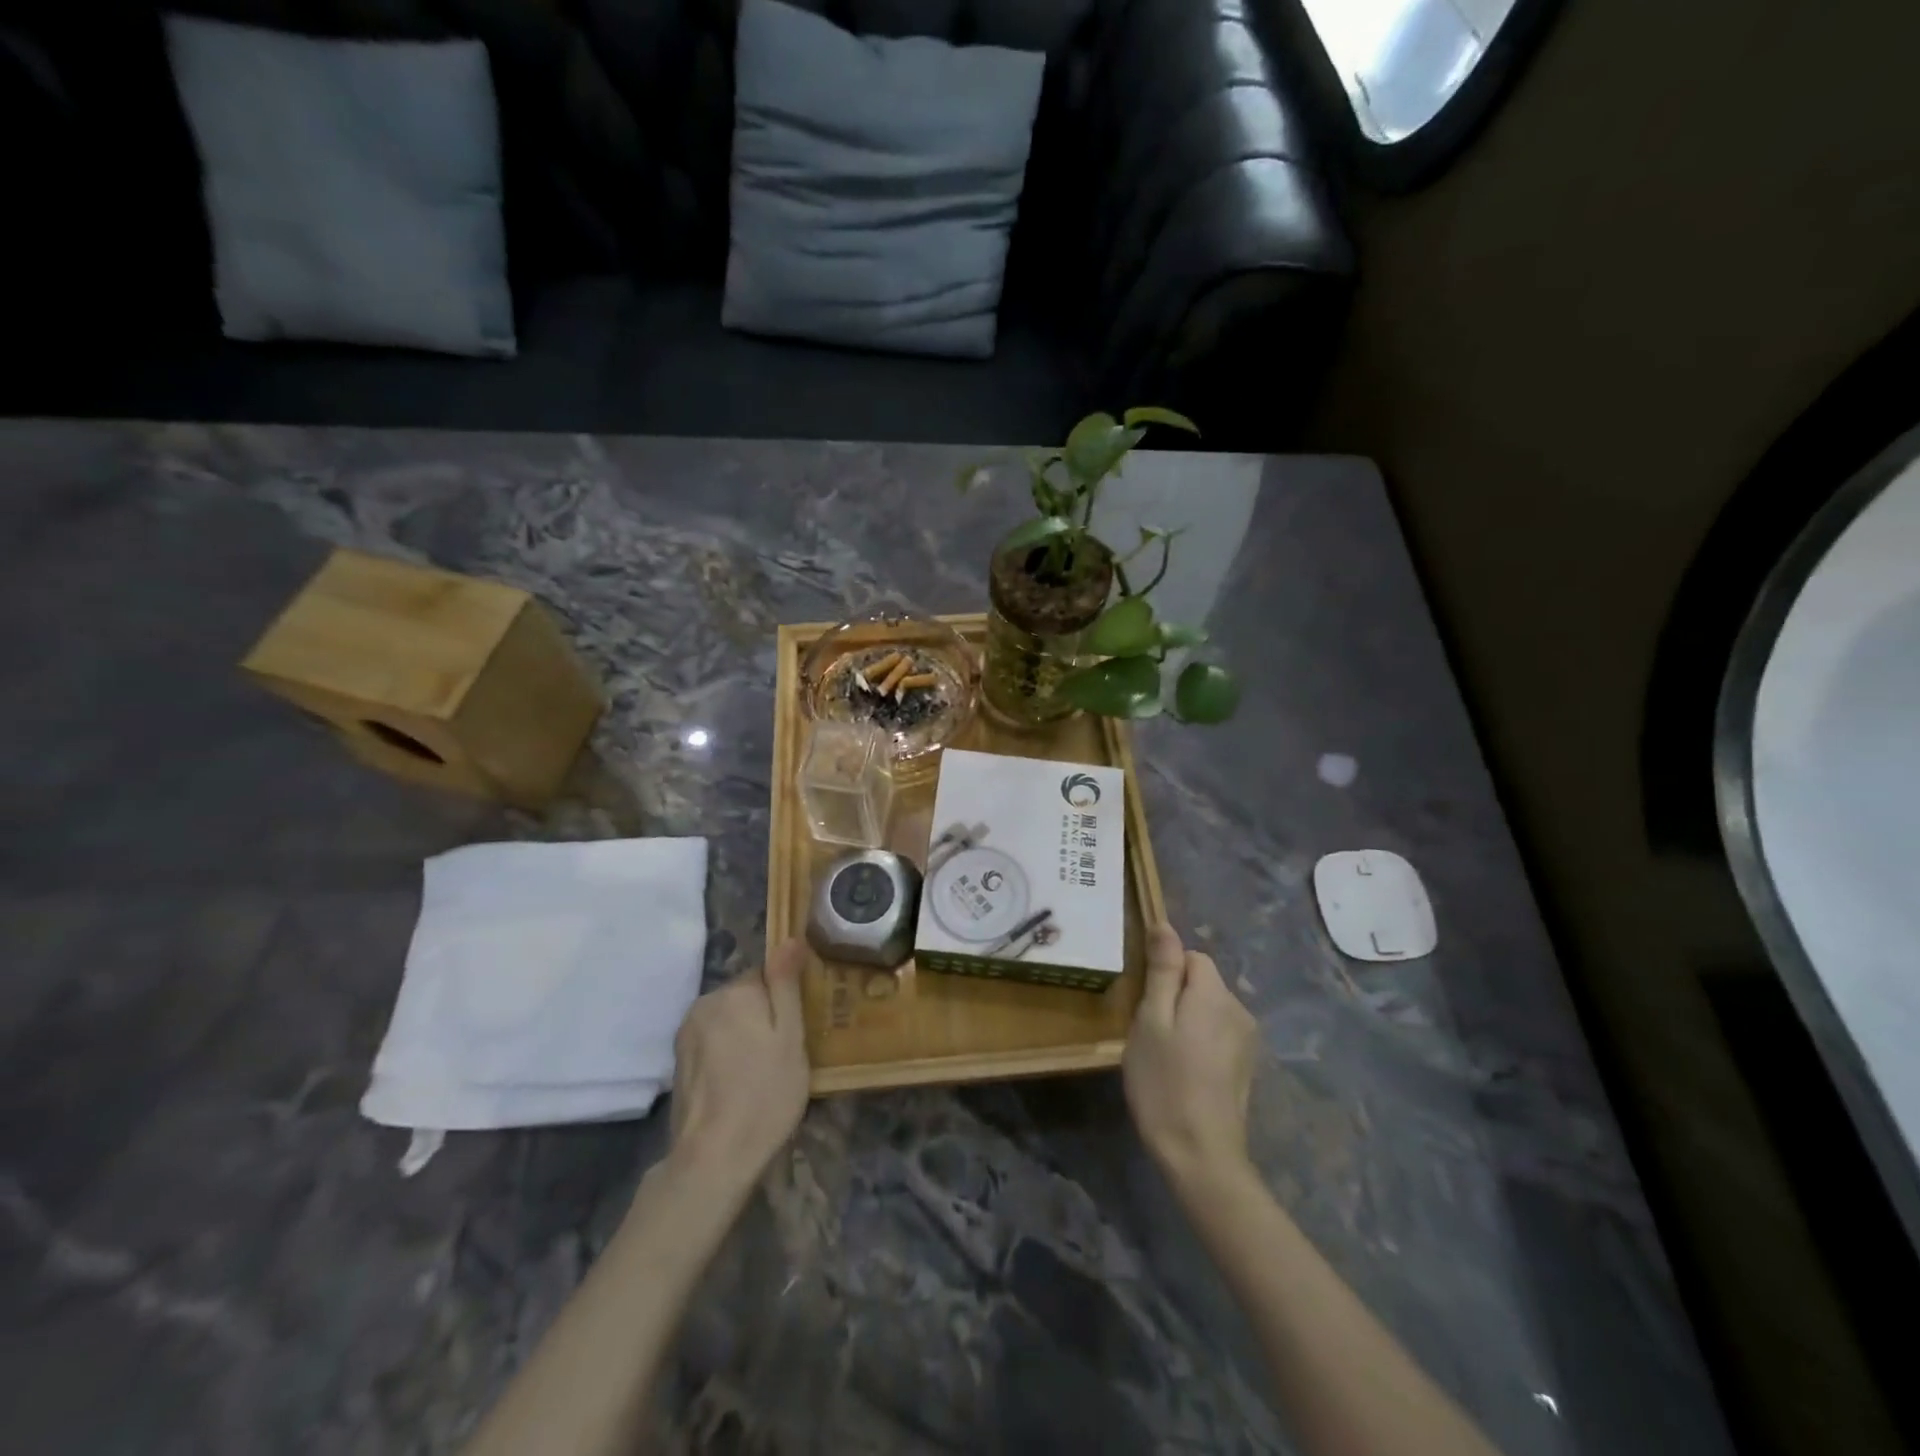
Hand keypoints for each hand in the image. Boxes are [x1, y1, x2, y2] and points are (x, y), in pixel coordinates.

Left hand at [667, 939, 810, 1184]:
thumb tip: (789, 937)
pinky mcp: (678, 1059)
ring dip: (744, 1035)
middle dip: (763, 1017)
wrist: (713, 1158)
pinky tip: (737, 1084)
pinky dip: (726, 1053)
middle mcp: (705, 1003)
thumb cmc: (765, 1095)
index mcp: (735, 992)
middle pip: (745, 996)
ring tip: (760, 1073)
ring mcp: (687, 1032)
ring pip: (728, 1019)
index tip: (795, 1031)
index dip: (785, 1001)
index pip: (768, 974)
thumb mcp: (790, 1038)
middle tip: (782, 1056)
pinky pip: (712, 1040)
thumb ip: (786, 984)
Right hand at [1123, 924, 1257, 1185]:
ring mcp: (1246, 1041)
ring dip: (1186, 1019)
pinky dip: (1198, 1041)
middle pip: (1202, 981)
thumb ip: (1161, 970)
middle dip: (1174, 995)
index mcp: (1214, 994)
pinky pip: (1217, 1033)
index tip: (1145, 1002)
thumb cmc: (1164, 1082)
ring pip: (1208, 1008)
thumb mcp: (1151, 1020)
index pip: (1191, 956)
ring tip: (1163, 1054)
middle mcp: (1239, 1010)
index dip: (1165, 972)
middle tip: (1149, 1032)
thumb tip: (1164, 924)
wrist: (1201, 1156)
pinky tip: (1183, 1071)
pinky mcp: (1245, 1066)